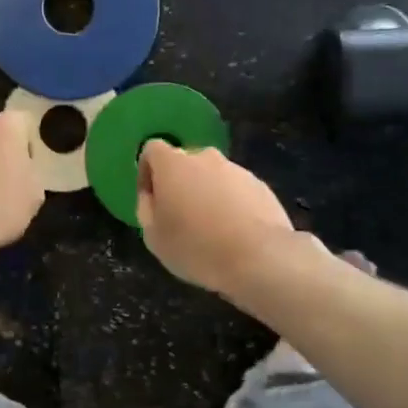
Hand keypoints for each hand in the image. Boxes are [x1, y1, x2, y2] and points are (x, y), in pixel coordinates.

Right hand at [136, 141, 295, 295]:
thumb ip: (146, 208)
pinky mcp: (261, 186)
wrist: (259, 258)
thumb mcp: (153, 236)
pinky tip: (235, 234)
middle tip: (180, 218)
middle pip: (185, 163)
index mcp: (173, 164)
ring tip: (210, 231)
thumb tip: (152, 196)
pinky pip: (236, 191)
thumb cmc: (196, 247)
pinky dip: (231, 205)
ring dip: (207, 195)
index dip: (147, 172)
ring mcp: (237, 170)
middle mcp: (205, 158)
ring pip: (213, 177)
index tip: (151, 199)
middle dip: (179, 184)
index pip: (152, 149)